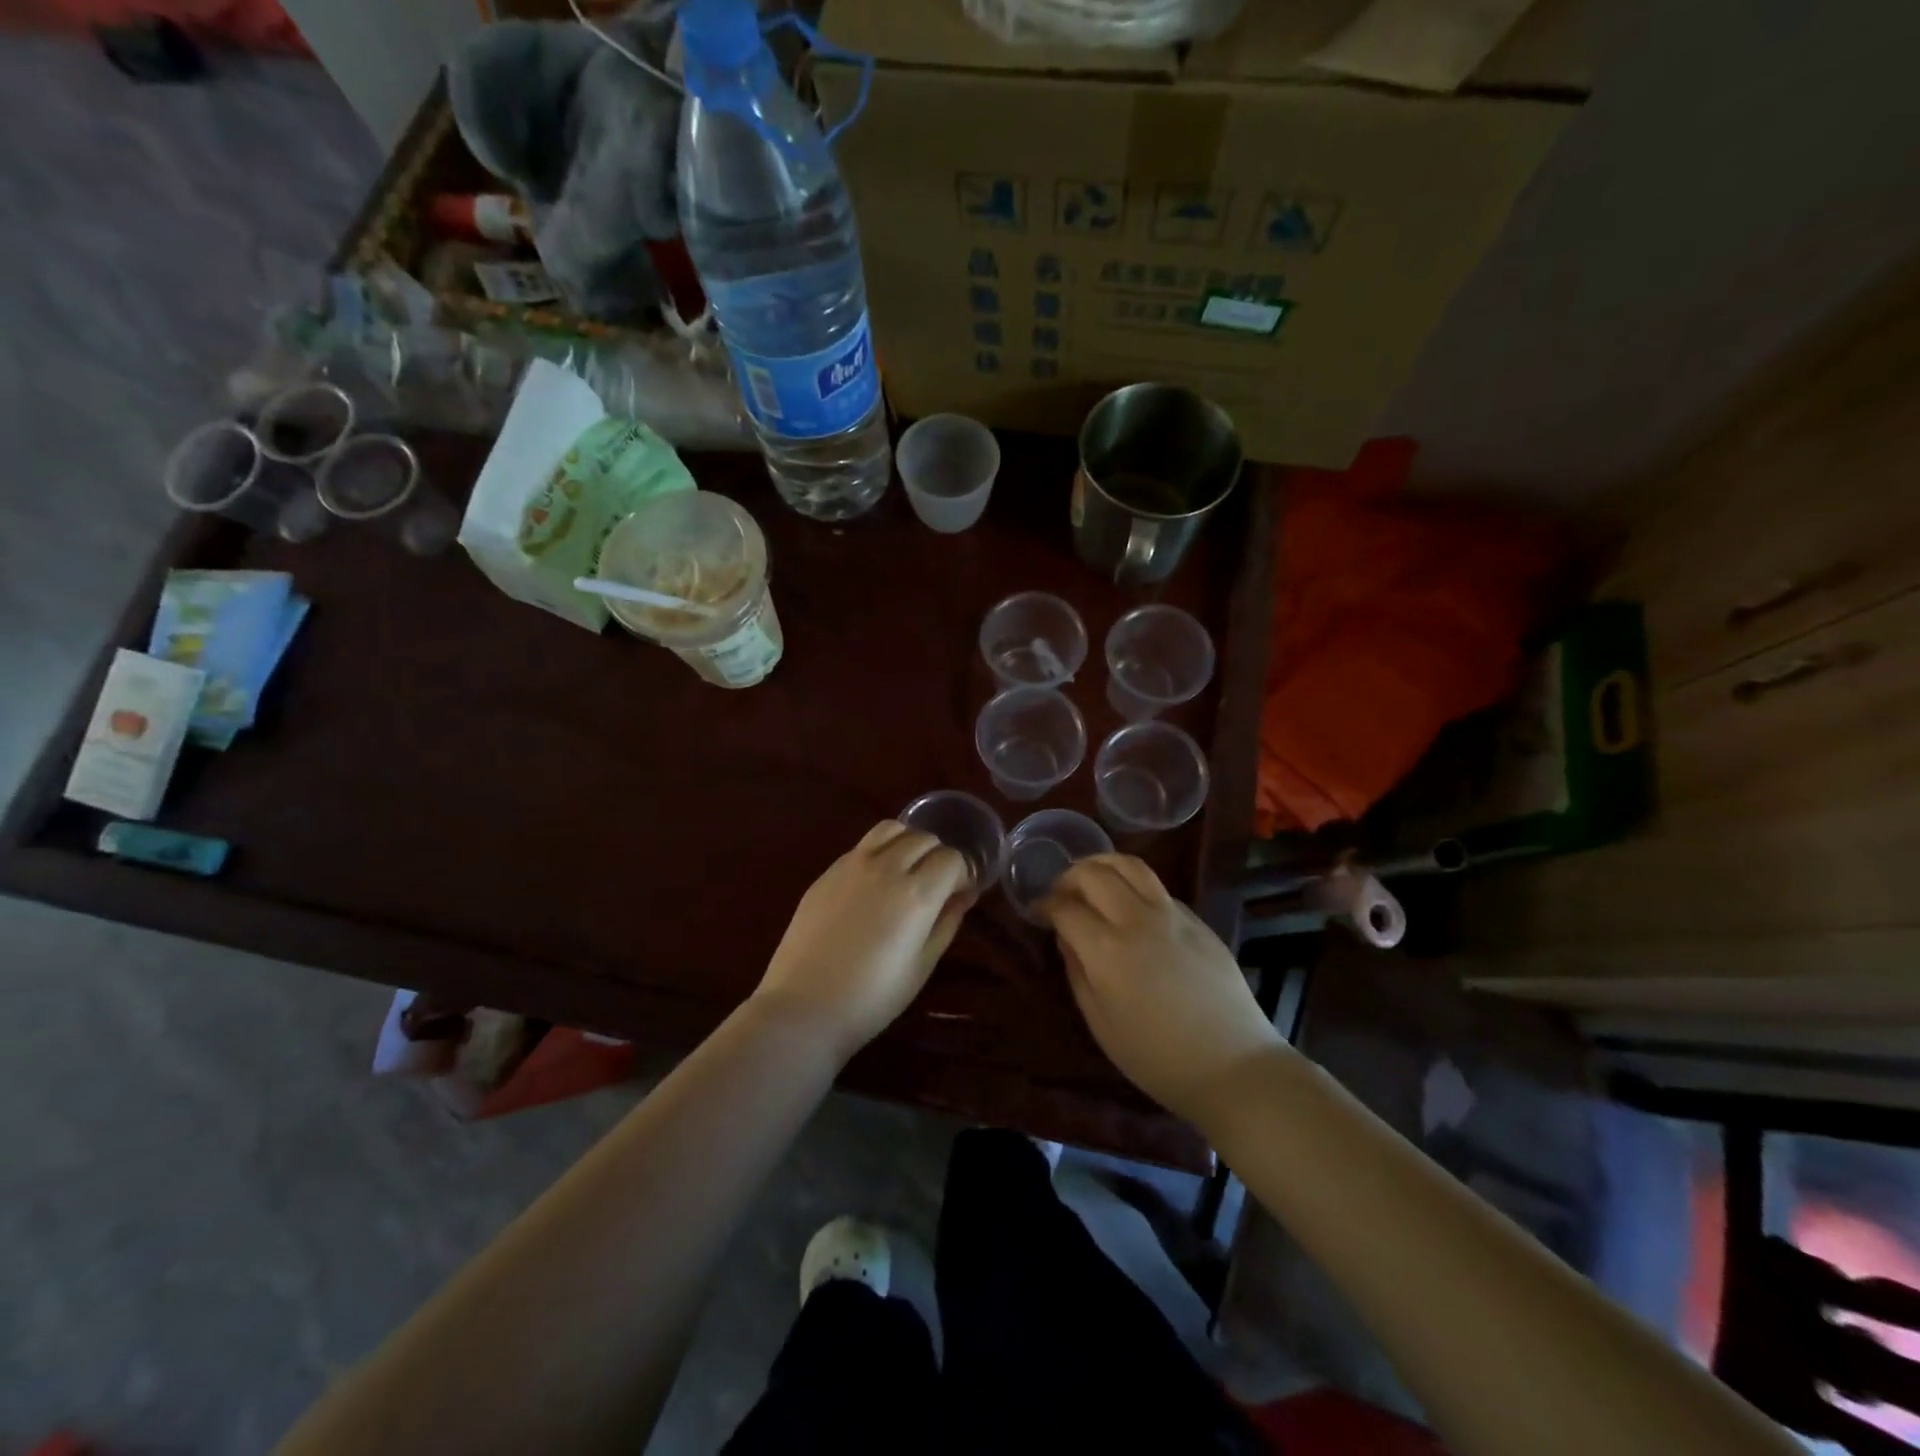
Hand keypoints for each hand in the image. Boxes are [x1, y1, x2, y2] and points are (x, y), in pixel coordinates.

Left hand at [753, 821, 973, 1060]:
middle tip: (936, 884)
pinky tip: (875, 881)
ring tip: (907, 869)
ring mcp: (853, 864)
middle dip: (938, 856)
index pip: (952, 858)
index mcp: (916, 893)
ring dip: (909, 842)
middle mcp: (887, 867)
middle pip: (925, 838)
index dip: (962, 874)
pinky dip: (881, 850)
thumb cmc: (872, 997)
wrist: (804, 1006)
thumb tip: (963, 896)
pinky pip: (864, 845)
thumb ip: (947, 923)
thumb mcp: (922, 966)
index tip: (959, 894)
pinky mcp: (828, 870)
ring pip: (892, 828)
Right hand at [1045, 855, 1282, 1125]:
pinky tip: (1130, 905)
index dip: (1044, 905)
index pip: (1065, 907)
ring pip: (1130, 865)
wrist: (1233, 1066)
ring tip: (1091, 878)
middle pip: (1094, 874)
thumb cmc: (1157, 1057)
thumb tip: (1066, 936)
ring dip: (1102, 864)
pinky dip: (1133, 884)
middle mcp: (1137, 920)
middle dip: (1068, 877)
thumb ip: (1077, 971)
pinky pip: (1157, 887)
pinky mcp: (1197, 920)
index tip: (1037, 912)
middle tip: (1061, 894)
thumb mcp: (1101, 1023)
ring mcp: (1172, 915)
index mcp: (1107, 950)